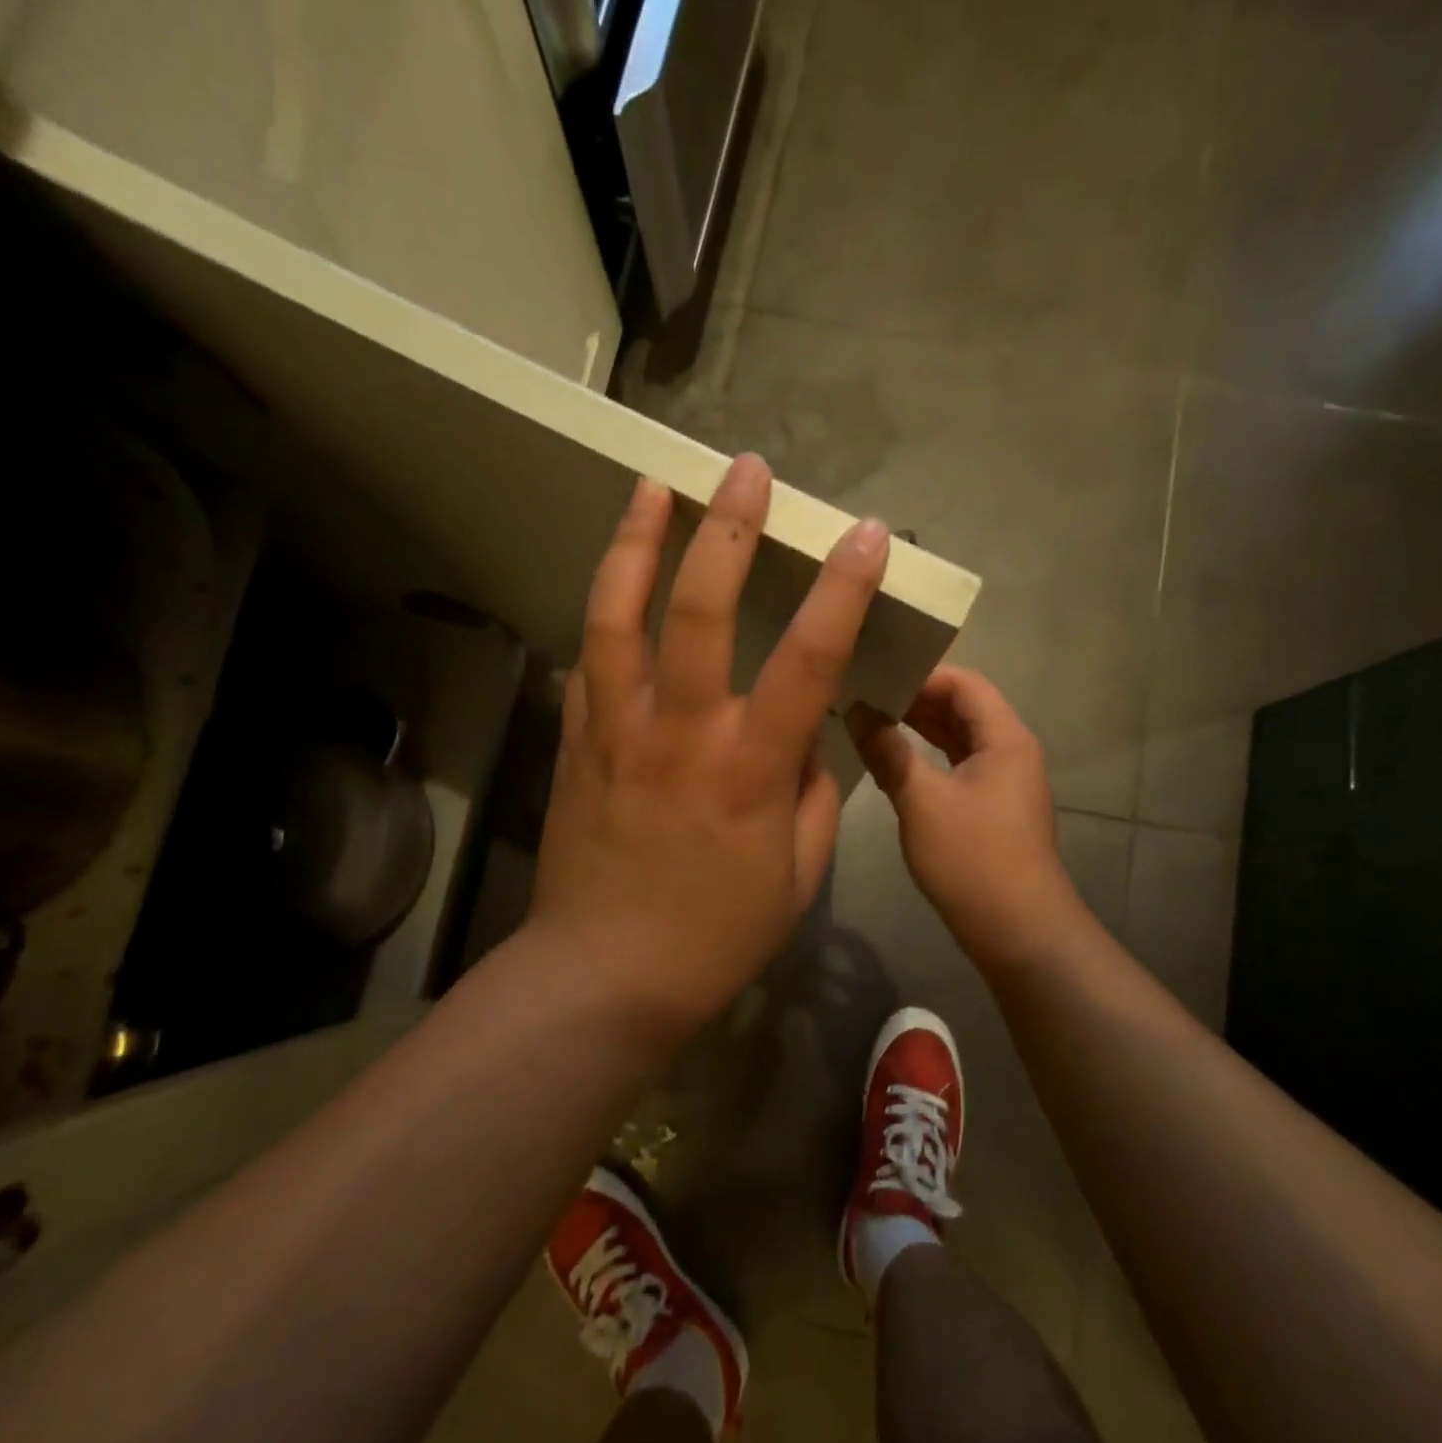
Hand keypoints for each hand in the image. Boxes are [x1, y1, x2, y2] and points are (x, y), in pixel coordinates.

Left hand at [528, 455, 888, 1032]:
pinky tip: (614, 586)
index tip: (866, 534)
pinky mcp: (574, 742)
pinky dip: (603, 616)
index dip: (843, 588)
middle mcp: (681, 730)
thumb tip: (806, 743)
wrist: (605, 973)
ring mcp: (616, 729)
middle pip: (702, 607)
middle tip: (744, 469)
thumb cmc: (716, 933)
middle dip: (728, 528)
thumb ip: (812, 796)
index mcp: (750, 766)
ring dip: (636, 542)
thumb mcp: (799, 875)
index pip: (810, 657)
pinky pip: (587, 663)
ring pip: (618, 615)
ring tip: (652, 487)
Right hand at [845, 668, 1084, 968]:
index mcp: (1005, 738)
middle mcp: (1010, 751)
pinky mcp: (992, 809)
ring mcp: (1003, 782)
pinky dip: (928, 758)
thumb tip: (858, 711)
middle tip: (865, 696)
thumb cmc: (972, 858)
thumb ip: (888, 752)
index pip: (964, 684)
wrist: (1018, 932)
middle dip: (916, 700)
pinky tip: (893, 762)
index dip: (921, 675)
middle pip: (963, 708)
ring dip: (920, 729)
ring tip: (871, 721)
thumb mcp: (921, 800)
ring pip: (959, 739)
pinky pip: (958, 767)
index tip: (876, 678)